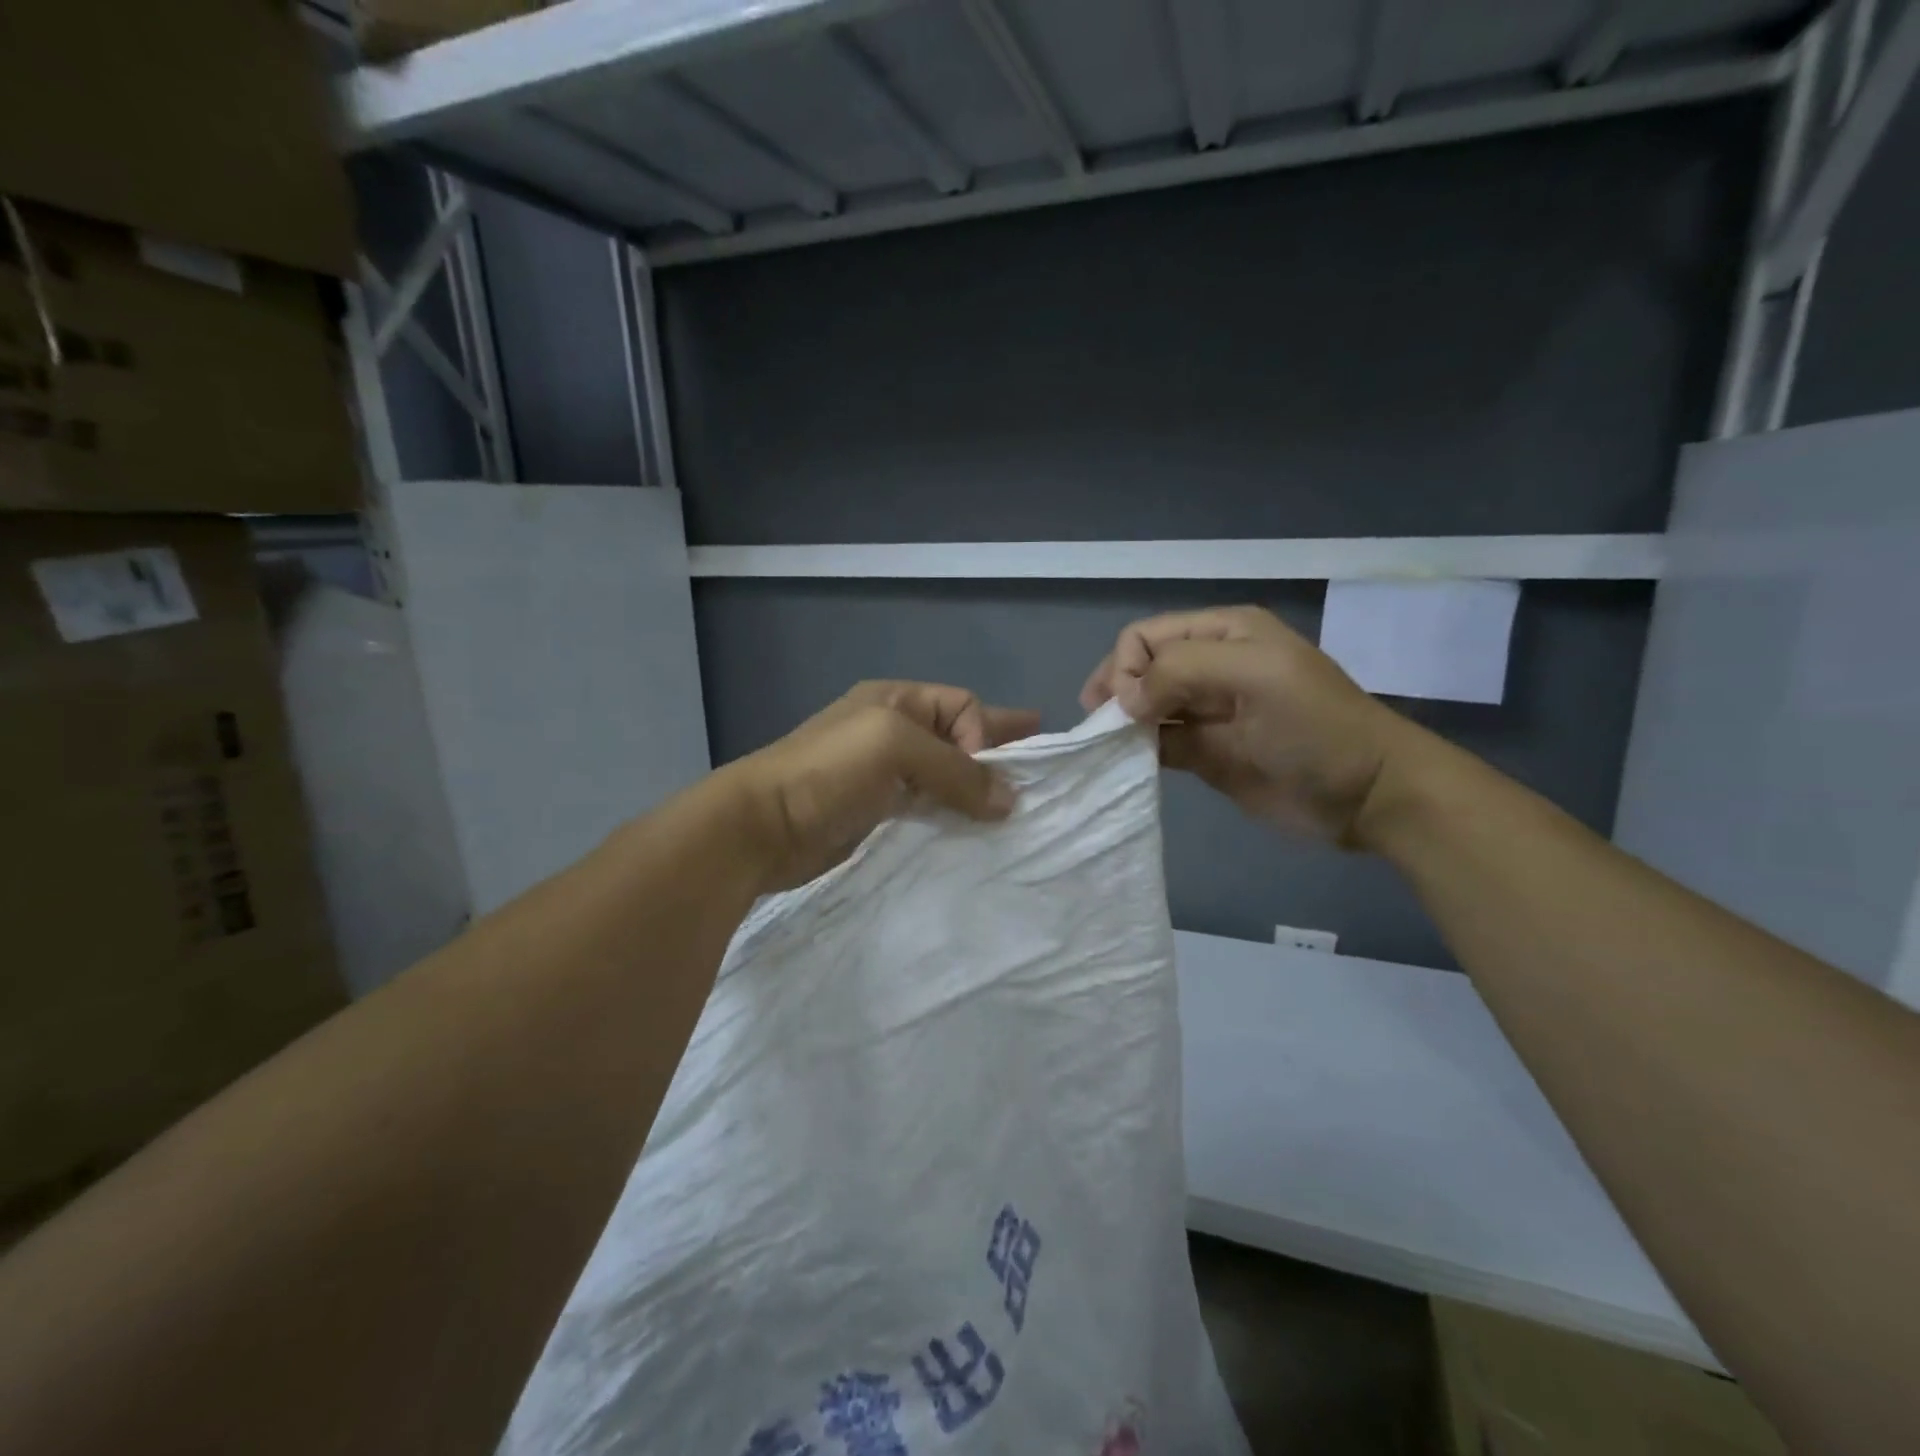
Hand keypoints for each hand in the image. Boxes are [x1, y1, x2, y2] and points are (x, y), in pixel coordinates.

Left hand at [722, 681, 1041, 891]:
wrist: (762, 827)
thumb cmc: (828, 771)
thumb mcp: (894, 748)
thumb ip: (956, 770)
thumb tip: (1009, 799)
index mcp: (895, 701)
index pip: (961, 705)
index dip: (985, 731)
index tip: (992, 771)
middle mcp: (891, 732)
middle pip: (957, 737)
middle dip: (996, 752)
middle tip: (1040, 771)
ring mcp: (883, 775)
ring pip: (945, 776)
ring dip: (976, 790)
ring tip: (1014, 811)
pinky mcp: (877, 814)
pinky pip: (929, 809)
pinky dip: (952, 816)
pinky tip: (973, 832)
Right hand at [1080, 606, 1411, 844]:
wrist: (1366, 794)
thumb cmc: (1315, 726)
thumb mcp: (1256, 675)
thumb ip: (1182, 670)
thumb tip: (1124, 700)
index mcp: (1223, 632)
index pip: (1146, 635)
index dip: (1126, 666)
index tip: (1128, 707)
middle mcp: (1209, 666)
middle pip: (1138, 668)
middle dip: (1116, 691)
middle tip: (1105, 726)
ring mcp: (1205, 712)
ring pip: (1142, 707)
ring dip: (1120, 723)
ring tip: (1107, 746)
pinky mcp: (1204, 753)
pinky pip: (1156, 744)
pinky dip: (1135, 750)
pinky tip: (1124, 762)